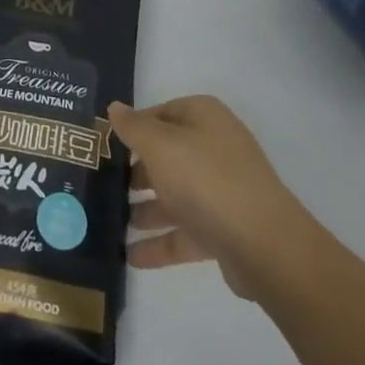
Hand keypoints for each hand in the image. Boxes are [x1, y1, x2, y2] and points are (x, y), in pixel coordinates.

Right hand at [109, 95, 318, 299]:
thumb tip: (115, 108)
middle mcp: (215, 148)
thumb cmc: (205, 179)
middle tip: (100, 186)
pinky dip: (160, 242)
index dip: (132, 127)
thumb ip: (133, 127)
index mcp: (204, 118)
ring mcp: (222, 190)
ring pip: (174, 194)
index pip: (160, 113)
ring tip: (109, 223)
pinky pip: (185, 231)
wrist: (264, 245)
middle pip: (166, 155)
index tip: (103, 146)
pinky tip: (130, 256)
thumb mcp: (160, 145)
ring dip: (144, 209)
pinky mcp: (224, 229)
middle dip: (134, 172)